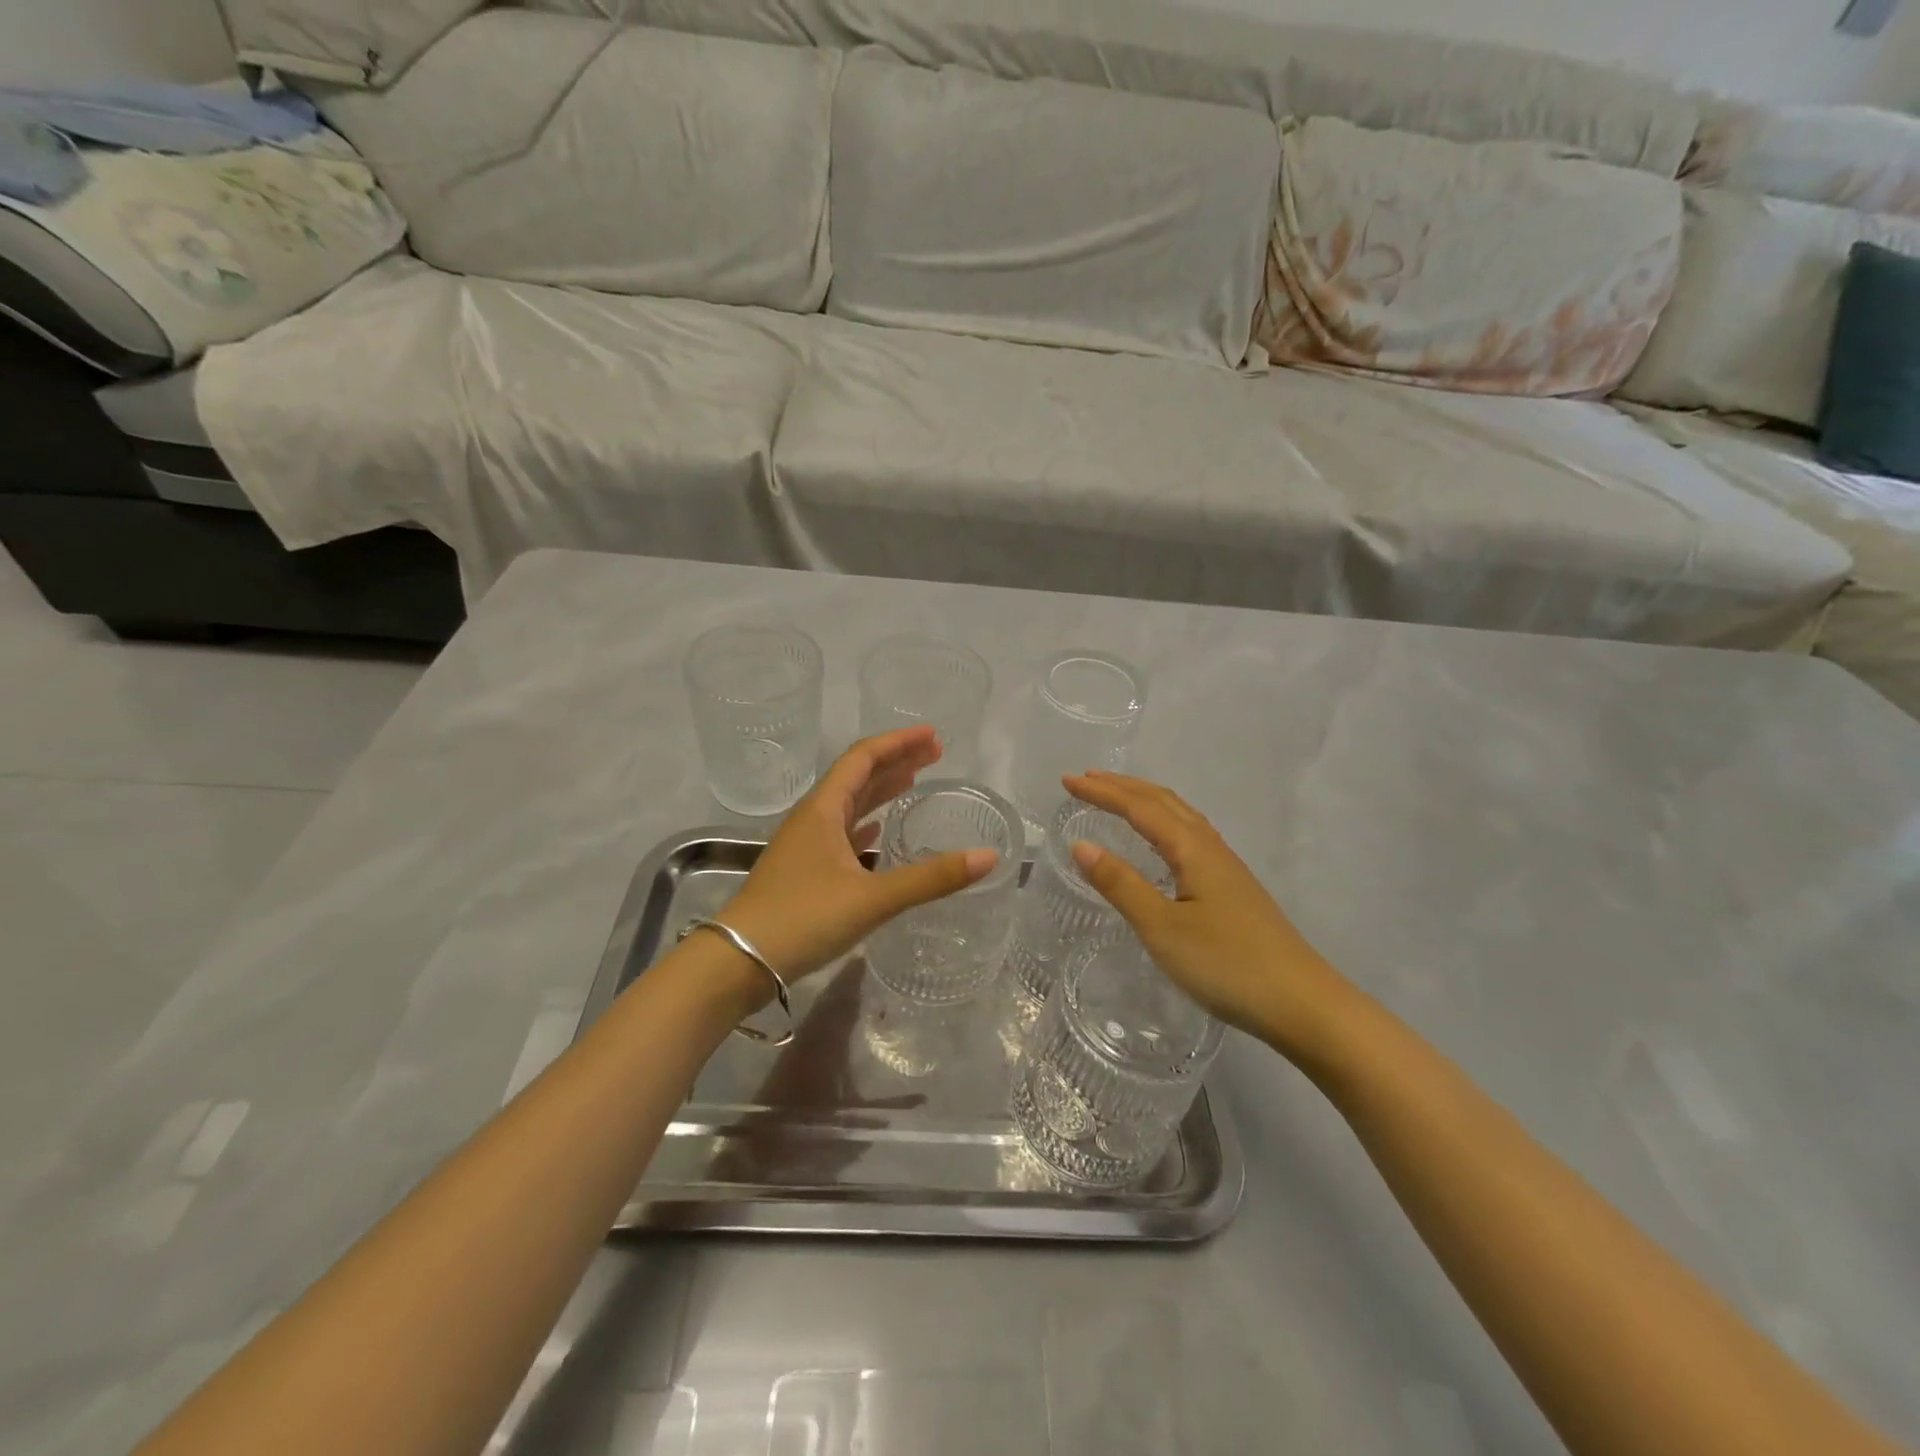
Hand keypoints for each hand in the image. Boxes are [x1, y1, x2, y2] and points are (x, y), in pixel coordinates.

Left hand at [719, 726, 998, 982]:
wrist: (738, 961)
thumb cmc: (803, 919)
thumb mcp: (872, 898)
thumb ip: (931, 878)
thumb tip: (989, 857)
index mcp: (823, 810)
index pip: (863, 758)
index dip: (898, 742)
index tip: (933, 736)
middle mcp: (813, 819)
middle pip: (857, 776)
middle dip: (896, 761)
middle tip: (935, 755)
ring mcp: (805, 845)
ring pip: (848, 804)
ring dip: (881, 790)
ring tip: (914, 782)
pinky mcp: (804, 871)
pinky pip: (841, 833)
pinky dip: (865, 823)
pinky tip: (877, 830)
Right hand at [1063, 770, 1355, 1064]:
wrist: (1302, 1004)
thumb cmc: (1226, 965)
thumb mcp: (1162, 928)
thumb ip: (1121, 884)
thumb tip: (1081, 844)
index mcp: (1193, 850)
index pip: (1140, 808)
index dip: (1102, 792)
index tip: (1068, 780)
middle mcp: (1211, 848)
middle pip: (1164, 802)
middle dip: (1123, 787)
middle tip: (1086, 779)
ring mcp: (1227, 868)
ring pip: (1181, 817)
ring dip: (1145, 802)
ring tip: (1117, 800)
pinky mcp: (1233, 889)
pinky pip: (1190, 836)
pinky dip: (1163, 823)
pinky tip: (1161, 844)